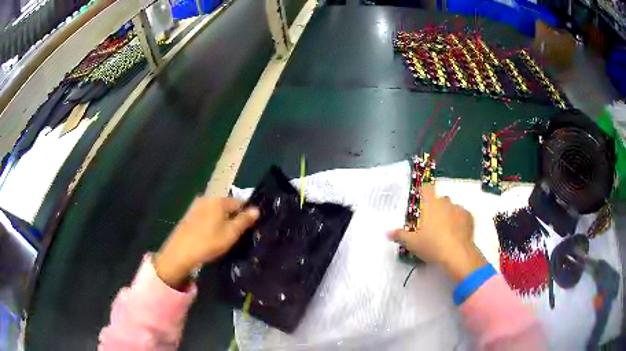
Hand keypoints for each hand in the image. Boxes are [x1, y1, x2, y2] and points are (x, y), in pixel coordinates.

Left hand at [155, 197, 258, 288]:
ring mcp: (195, 206)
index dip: (247, 213)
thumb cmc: (208, 242)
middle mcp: (206, 198)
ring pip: (215, 211)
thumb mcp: (230, 233)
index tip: (251, 226)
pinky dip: (212, 223)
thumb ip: (244, 220)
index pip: (239, 202)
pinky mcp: (189, 216)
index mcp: (218, 200)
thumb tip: (256, 209)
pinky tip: (212, 236)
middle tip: (239, 233)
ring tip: (226, 236)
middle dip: (233, 216)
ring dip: (222, 221)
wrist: (180, 253)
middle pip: (226, 205)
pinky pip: (206, 216)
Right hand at [388, 184, 485, 282]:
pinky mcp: (469, 217)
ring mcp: (459, 209)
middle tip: (431, 223)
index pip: (426, 188)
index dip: (424, 191)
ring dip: (448, 214)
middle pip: (440, 199)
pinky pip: (462, 215)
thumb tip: (387, 232)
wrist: (458, 254)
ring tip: (445, 230)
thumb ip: (400, 235)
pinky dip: (459, 221)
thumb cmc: (432, 246)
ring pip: (452, 207)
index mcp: (431, 205)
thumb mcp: (412, 243)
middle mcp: (445, 202)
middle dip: (436, 207)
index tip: (422, 199)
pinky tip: (456, 233)